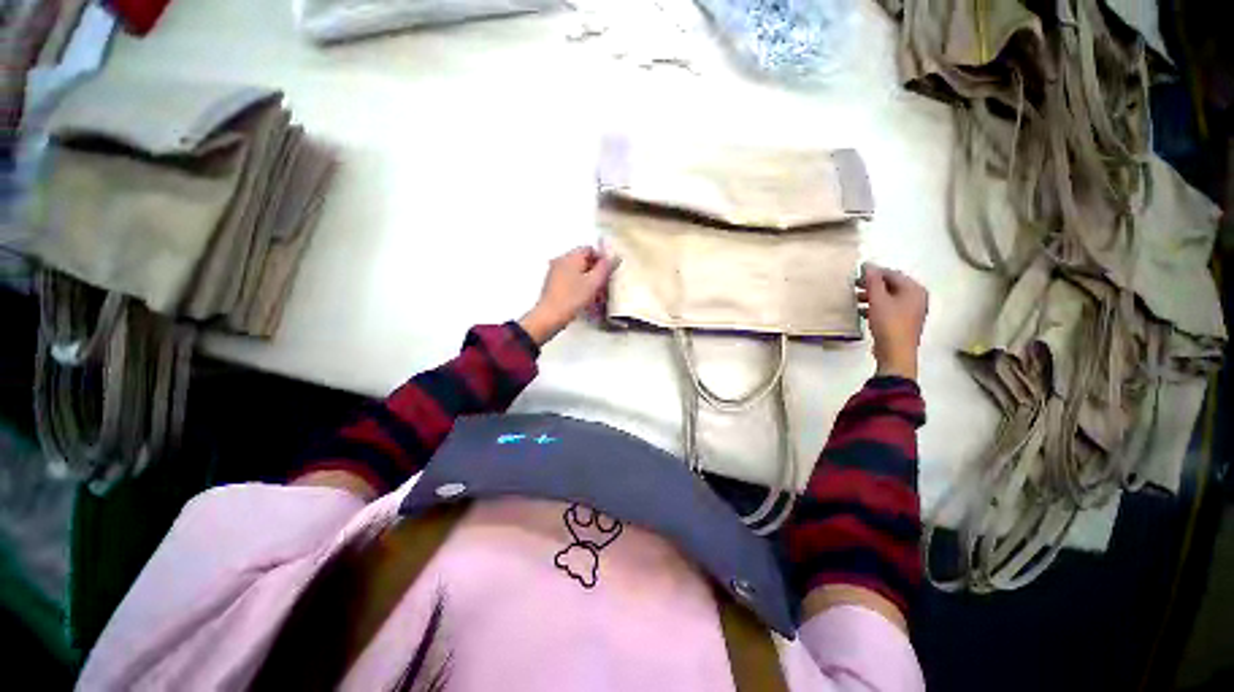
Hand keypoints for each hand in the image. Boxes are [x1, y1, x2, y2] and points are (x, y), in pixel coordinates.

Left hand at [519, 246, 615, 345]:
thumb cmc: (572, 298)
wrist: (550, 316)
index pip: (590, 249)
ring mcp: (555, 273)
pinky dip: (580, 288)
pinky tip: (586, 301)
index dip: (602, 260)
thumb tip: (613, 257)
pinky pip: (571, 282)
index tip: (609, 272)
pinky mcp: (553, 285)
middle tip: (604, 286)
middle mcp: (561, 261)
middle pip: (584, 262)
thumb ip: (605, 267)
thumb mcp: (594, 282)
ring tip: (597, 297)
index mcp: (571, 257)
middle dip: (596, 273)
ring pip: (578, 273)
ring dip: (589, 283)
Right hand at [857, 263, 927, 380]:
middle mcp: (917, 297)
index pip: (892, 274)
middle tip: (854, 286)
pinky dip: (876, 307)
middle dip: (872, 285)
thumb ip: (873, 281)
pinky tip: (862, 312)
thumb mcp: (878, 300)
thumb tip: (868, 265)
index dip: (874, 272)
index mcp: (914, 289)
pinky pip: (889, 308)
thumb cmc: (889, 323)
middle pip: (892, 285)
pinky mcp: (904, 322)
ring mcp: (912, 311)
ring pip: (889, 297)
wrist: (896, 352)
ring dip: (872, 296)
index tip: (857, 273)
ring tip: (855, 299)